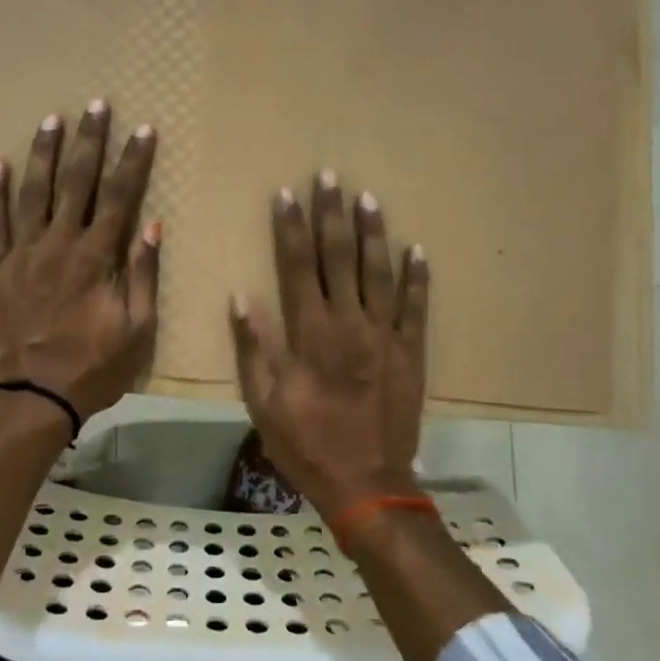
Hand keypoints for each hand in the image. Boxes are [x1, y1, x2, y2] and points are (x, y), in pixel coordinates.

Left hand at [0, 101, 160, 419]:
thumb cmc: (92, 367)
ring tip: (51, 120)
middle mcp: (59, 243)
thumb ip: (142, 275)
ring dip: (44, 154)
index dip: (133, 161)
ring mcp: (22, 253)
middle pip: (77, 182)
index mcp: (96, 257)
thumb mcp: (137, 330)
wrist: (31, 397)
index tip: (143, 130)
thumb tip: (152, 227)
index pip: (120, 196)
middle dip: (90, 141)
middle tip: (96, 106)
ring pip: (33, 192)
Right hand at [228, 172, 429, 522]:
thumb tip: (242, 297)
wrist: (367, 484)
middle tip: (329, 176)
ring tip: (367, 198)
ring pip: (379, 272)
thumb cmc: (306, 444)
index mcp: (310, 334)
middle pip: (338, 257)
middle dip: (331, 215)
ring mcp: (385, 335)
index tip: (286, 194)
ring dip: (373, 233)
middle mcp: (348, 324)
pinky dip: (417, 277)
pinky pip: (416, 306)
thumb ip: (254, 347)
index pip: (295, 266)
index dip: (289, 228)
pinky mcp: (411, 351)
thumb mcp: (263, 402)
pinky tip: (416, 249)